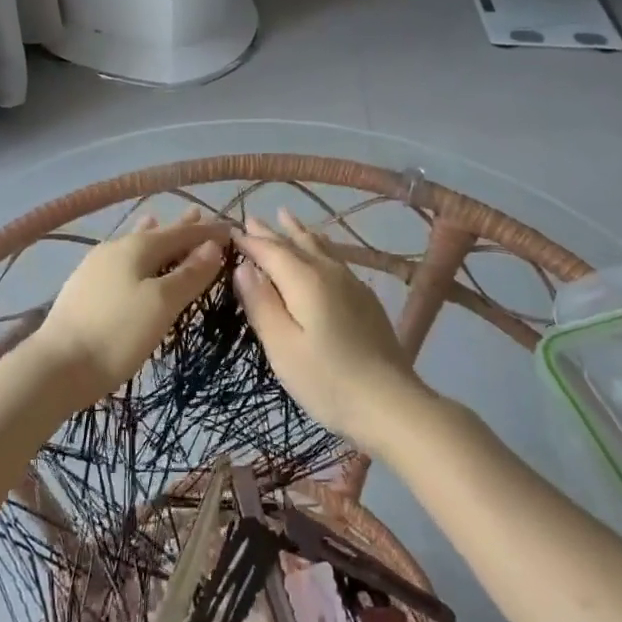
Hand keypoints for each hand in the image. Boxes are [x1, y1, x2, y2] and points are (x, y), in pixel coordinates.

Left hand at [36, 207, 227, 405]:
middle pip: (156, 234)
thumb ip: (189, 274)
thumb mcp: (162, 304)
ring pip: (134, 245)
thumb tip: (212, 246)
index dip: (207, 231)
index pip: (181, 233)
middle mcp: (115, 248)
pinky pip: (120, 260)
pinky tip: (129, 259)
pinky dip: (135, 254)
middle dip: (180, 228)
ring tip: (159, 220)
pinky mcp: (84, 288)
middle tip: (199, 215)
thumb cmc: (117, 333)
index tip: (231, 229)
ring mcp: (95, 267)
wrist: (56, 367)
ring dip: (154, 237)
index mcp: (137, 247)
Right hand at [233, 209, 434, 450]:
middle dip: (272, 232)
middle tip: (253, 218)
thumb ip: (261, 303)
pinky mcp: (366, 299)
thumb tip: (243, 266)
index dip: (250, 241)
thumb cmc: (326, 380)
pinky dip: (320, 247)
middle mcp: (329, 273)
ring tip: (287, 218)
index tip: (231, 230)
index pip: (271, 251)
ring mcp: (352, 284)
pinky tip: (324, 251)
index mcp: (305, 281)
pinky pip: (336, 259)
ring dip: (299, 232)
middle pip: (296, 244)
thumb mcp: (282, 346)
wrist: (390, 403)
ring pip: (320, 248)